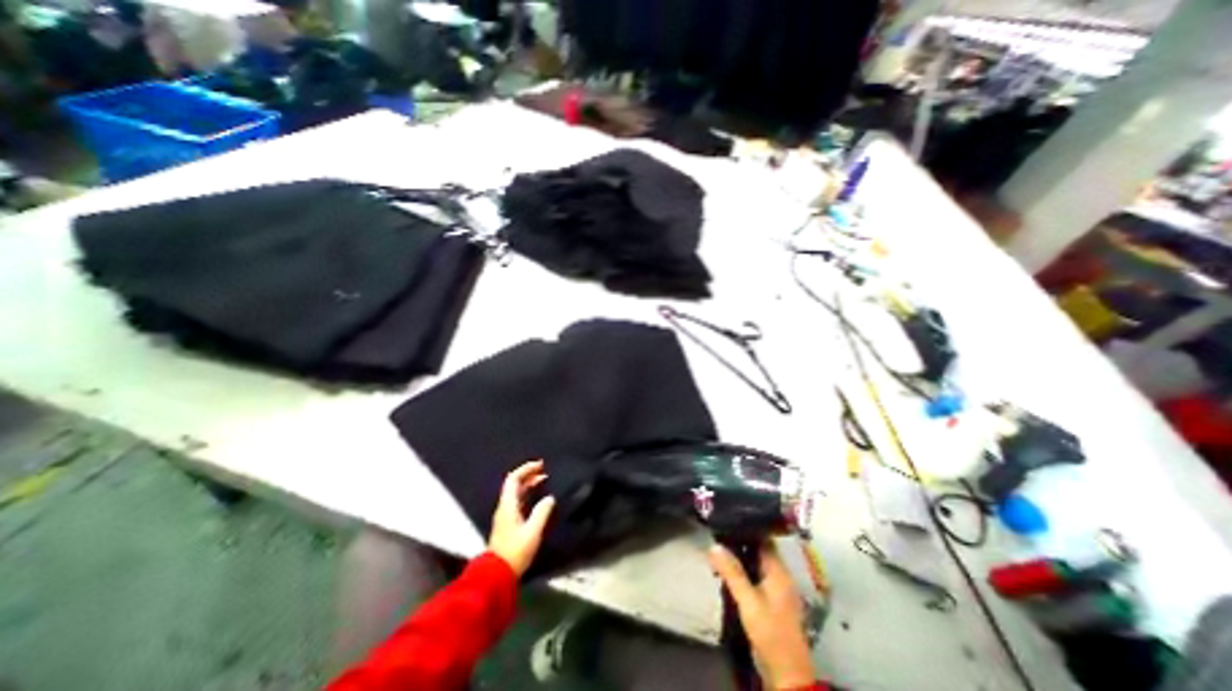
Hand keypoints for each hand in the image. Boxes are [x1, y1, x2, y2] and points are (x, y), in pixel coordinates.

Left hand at [489, 460, 556, 576]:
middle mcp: (504, 507)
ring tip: (544, 480)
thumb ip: (541, 513)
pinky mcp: (508, 523)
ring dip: (529, 484)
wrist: (497, 575)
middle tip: (544, 470)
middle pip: (514, 484)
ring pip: (516, 492)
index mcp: (508, 506)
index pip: (513, 479)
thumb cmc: (515, 552)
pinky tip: (538, 497)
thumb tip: (550, 498)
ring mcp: (505, 515)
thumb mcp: (532, 532)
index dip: (526, 469)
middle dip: (528, 474)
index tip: (540, 464)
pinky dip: (528, 494)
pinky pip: (518, 501)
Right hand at [713, 543, 815, 688]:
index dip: (747, 529)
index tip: (727, 521)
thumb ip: (732, 572)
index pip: (764, 539)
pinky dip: (743, 573)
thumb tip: (714, 546)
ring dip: (740, 559)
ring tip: (718, 553)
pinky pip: (756, 577)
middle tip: (718, 537)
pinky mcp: (772, 601)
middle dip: (739, 544)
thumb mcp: (748, 600)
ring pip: (756, 564)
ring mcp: (777, 589)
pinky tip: (728, 574)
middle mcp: (780, 576)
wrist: (786, 673)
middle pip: (759, 551)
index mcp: (779, 571)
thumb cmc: (769, 631)